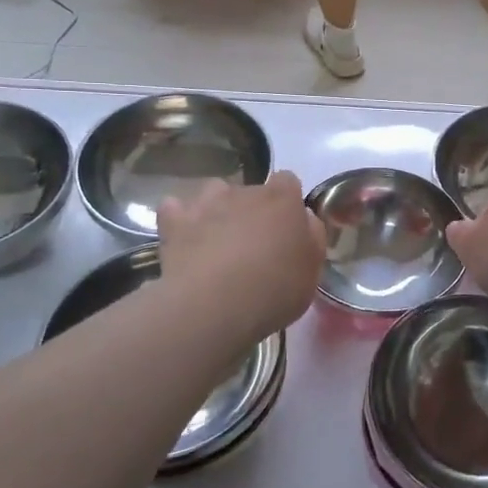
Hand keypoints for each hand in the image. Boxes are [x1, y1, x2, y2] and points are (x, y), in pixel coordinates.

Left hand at [157, 173, 324, 341]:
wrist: (215, 306)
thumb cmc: (274, 290)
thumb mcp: (311, 271)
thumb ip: (312, 237)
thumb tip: (304, 219)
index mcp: (282, 200)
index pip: (288, 181)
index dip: (287, 201)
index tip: (286, 227)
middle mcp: (244, 191)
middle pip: (250, 190)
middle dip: (252, 210)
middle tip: (253, 245)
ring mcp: (206, 203)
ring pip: (213, 193)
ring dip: (217, 209)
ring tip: (217, 240)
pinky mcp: (175, 221)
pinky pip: (175, 209)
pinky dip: (179, 219)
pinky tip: (183, 238)